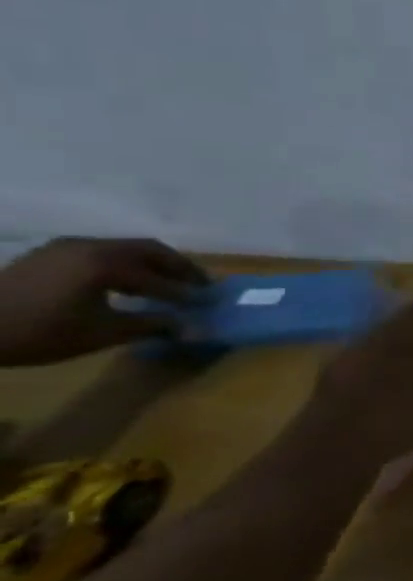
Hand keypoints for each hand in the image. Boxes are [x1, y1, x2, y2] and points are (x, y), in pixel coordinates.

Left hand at [0, 237, 207, 365]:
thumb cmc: (37, 332)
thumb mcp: (100, 333)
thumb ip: (151, 326)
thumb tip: (191, 328)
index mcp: (108, 264)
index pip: (161, 279)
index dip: (186, 293)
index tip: (206, 304)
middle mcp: (92, 247)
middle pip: (151, 250)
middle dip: (179, 268)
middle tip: (199, 285)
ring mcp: (67, 247)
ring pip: (126, 248)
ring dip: (152, 264)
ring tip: (166, 284)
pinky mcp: (49, 253)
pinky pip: (102, 252)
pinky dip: (125, 264)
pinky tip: (125, 282)